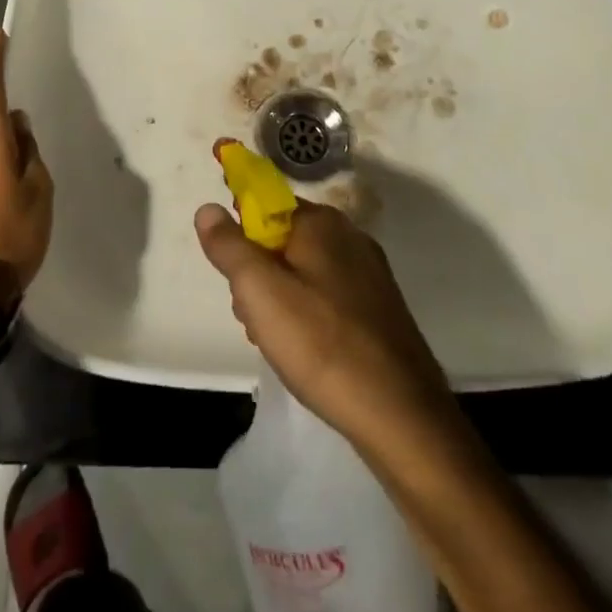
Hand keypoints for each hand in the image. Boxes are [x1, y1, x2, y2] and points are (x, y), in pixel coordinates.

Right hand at [195, 200, 453, 450]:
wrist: (403, 416)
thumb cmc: (323, 345)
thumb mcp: (261, 293)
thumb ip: (230, 247)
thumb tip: (208, 208)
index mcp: (320, 222)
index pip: (266, 195)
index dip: (238, 201)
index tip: (219, 216)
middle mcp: (347, 236)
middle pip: (281, 235)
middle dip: (255, 265)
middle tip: (246, 308)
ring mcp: (367, 272)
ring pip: (302, 267)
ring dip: (277, 293)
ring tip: (272, 338)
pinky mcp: (378, 307)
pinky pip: (325, 292)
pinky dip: (304, 309)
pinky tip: (302, 349)